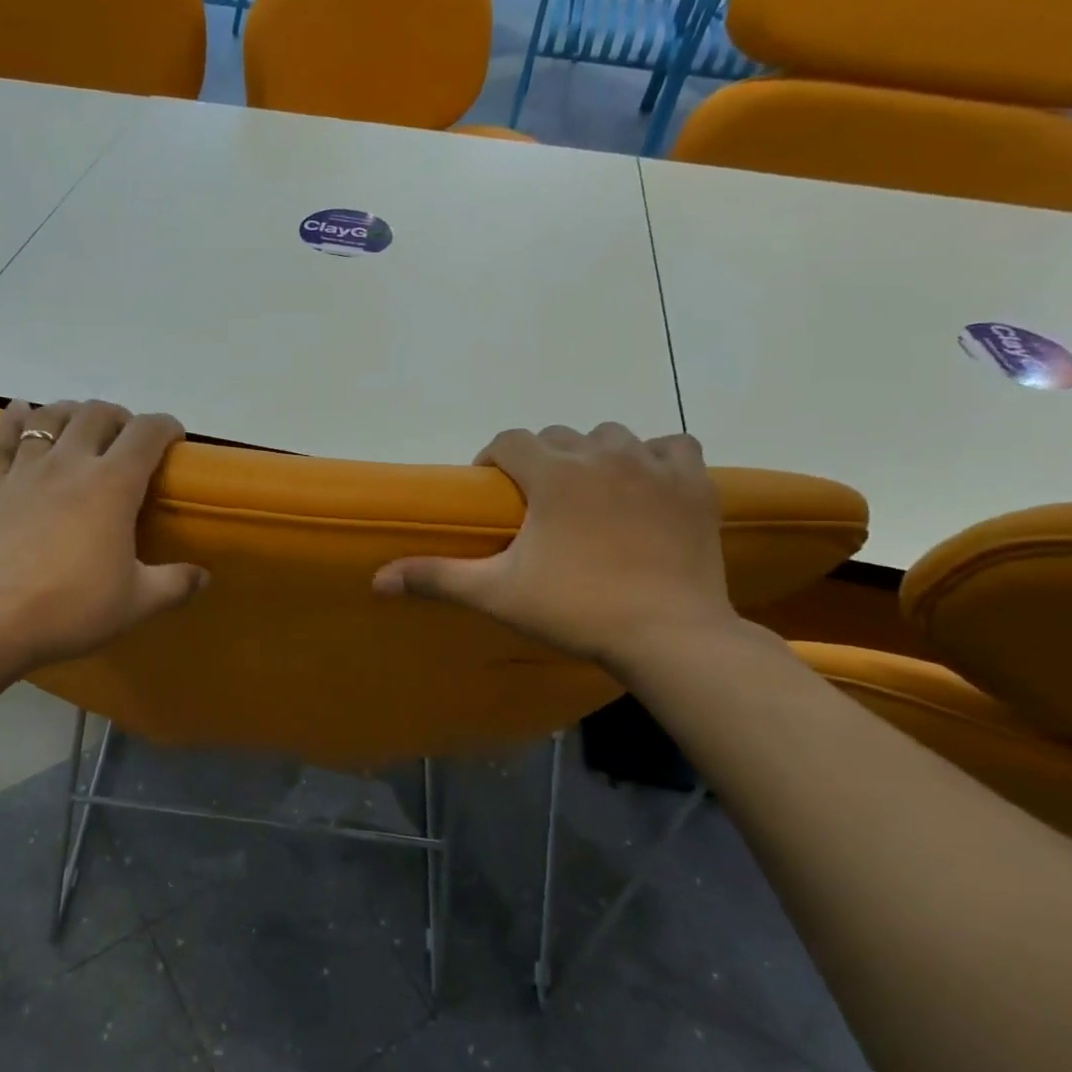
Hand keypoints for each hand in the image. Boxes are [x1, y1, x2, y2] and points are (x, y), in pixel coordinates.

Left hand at [0, 399, 206, 669]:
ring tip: (83, 426)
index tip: (175, 439)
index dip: (166, 426)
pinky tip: (22, 410)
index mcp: (113, 485)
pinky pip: (5, 438)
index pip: (146, 433)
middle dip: (120, 416)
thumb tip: (204, 577)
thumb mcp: (136, 603)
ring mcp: (27, 470)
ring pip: (51, 416)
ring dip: (73, 412)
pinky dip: (16, 418)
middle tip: (129, 439)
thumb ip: (175, 585)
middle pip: (97, 413)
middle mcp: (71, 463)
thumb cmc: (70, 607)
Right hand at [372, 423, 738, 668]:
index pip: (510, 440)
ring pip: (611, 436)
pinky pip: (671, 447)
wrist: (669, 635)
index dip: (494, 459)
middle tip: (536, 503)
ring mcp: (654, 465)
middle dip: (539, 460)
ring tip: (588, 493)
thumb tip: (377, 580)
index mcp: (553, 473)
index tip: (492, 490)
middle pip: (558, 436)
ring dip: (592, 455)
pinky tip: (645, 485)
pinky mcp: (694, 485)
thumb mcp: (496, 594)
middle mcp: (602, 454)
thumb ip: (436, 577)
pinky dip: (655, 458)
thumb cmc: (576, 609)